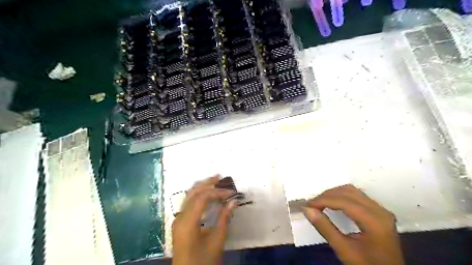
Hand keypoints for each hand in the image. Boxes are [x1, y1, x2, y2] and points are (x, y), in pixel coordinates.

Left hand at [172, 176, 237, 264]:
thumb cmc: (203, 260)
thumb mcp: (217, 240)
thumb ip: (224, 218)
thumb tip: (233, 201)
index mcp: (188, 222)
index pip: (202, 197)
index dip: (217, 192)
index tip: (231, 193)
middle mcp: (180, 217)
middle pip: (193, 193)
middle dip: (207, 183)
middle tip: (219, 176)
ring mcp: (178, 220)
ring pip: (188, 197)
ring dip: (201, 188)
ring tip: (214, 182)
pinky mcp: (180, 224)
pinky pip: (188, 204)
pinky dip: (198, 196)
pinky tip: (207, 197)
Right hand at [304, 185, 403, 264]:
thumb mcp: (344, 250)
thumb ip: (325, 228)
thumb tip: (307, 209)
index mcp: (374, 221)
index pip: (344, 202)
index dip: (323, 200)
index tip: (308, 205)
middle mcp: (380, 211)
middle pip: (348, 192)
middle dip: (327, 196)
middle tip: (312, 205)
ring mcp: (381, 210)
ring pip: (352, 191)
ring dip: (334, 194)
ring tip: (320, 203)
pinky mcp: (379, 211)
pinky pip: (357, 196)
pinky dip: (341, 196)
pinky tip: (333, 203)